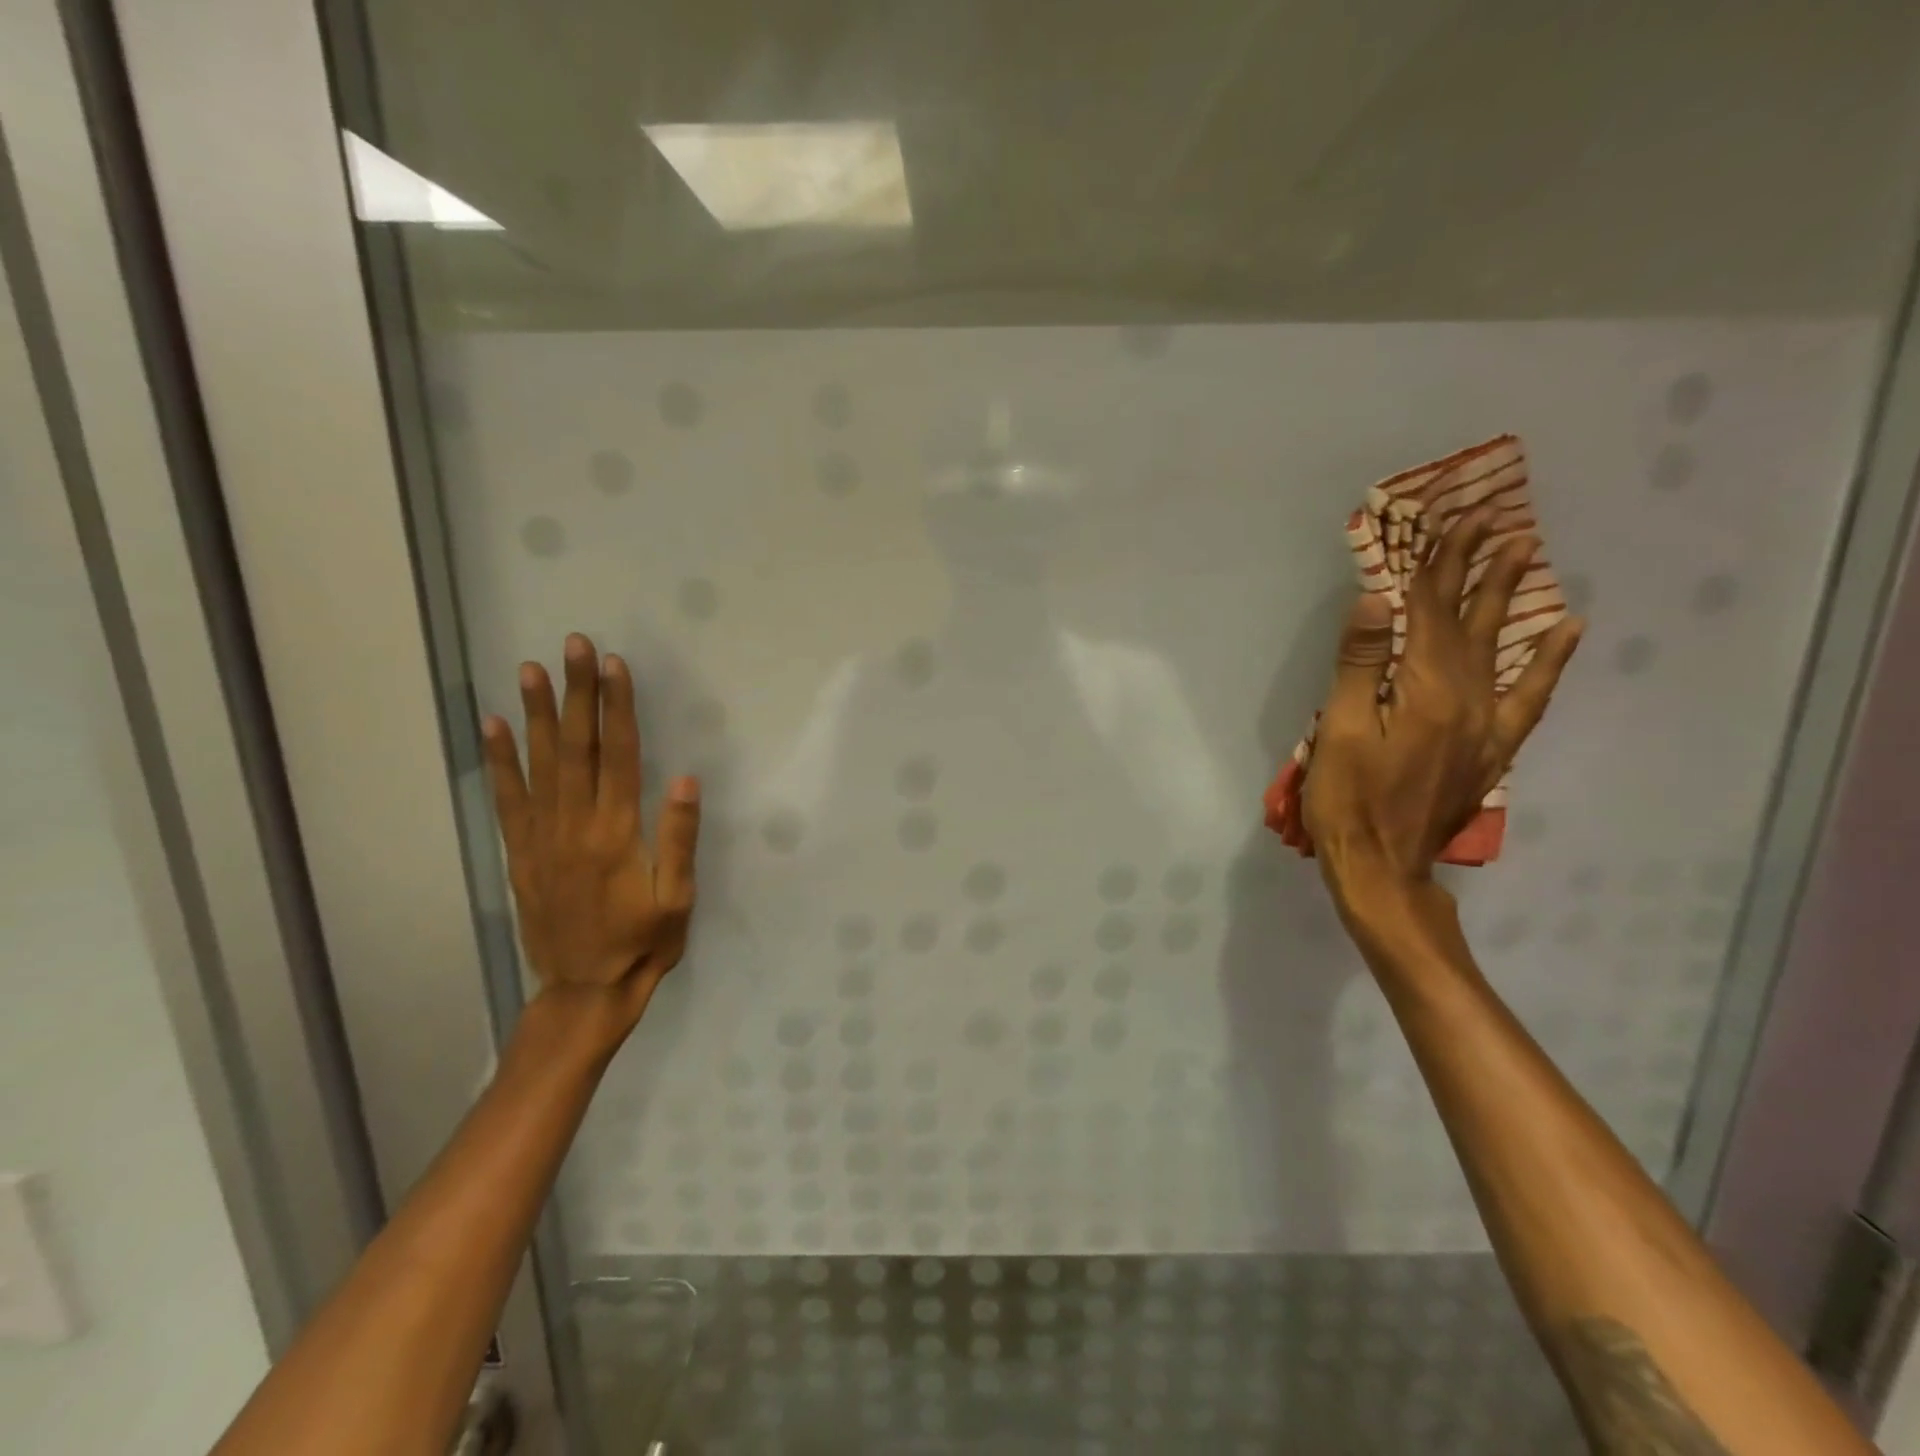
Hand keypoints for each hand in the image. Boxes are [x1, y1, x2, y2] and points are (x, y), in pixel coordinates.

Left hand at [481, 634, 699, 1034]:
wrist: (584, 990)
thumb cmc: (643, 944)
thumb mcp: (677, 900)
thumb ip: (678, 839)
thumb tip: (683, 780)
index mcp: (617, 834)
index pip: (618, 756)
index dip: (617, 708)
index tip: (616, 667)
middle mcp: (574, 826)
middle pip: (576, 748)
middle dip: (578, 693)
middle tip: (574, 647)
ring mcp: (541, 837)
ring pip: (539, 764)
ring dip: (537, 713)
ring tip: (532, 670)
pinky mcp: (522, 852)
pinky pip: (507, 799)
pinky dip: (499, 760)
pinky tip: (494, 725)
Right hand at [1303, 509, 1581, 915]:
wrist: (1382, 865)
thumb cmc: (1347, 798)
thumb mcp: (1341, 730)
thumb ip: (1360, 665)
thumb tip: (1376, 600)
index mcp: (1426, 691)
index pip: (1430, 614)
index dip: (1438, 567)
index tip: (1451, 523)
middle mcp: (1468, 698)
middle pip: (1468, 622)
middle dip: (1477, 569)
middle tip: (1493, 522)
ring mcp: (1486, 724)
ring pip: (1498, 647)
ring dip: (1507, 598)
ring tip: (1522, 555)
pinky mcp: (1490, 747)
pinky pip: (1529, 695)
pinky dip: (1549, 660)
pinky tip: (1564, 631)